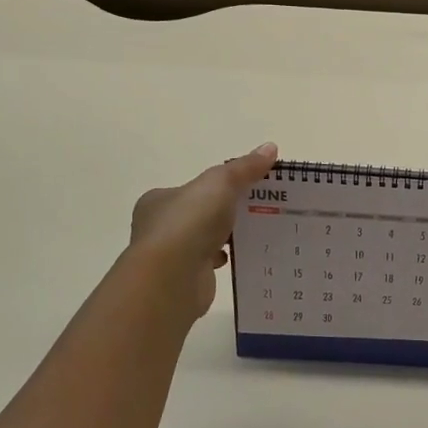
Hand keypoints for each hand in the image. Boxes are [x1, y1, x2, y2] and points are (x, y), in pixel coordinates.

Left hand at [129, 144, 278, 318]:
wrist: (172, 279)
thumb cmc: (189, 223)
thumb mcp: (220, 184)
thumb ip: (244, 168)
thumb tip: (270, 147)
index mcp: (158, 200)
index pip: (190, 189)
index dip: (216, 187)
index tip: (244, 189)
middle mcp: (158, 227)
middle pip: (198, 214)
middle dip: (224, 213)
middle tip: (258, 210)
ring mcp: (169, 256)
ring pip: (203, 240)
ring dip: (225, 237)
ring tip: (256, 233)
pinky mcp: (182, 279)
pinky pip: (208, 264)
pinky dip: (224, 259)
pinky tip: (243, 257)